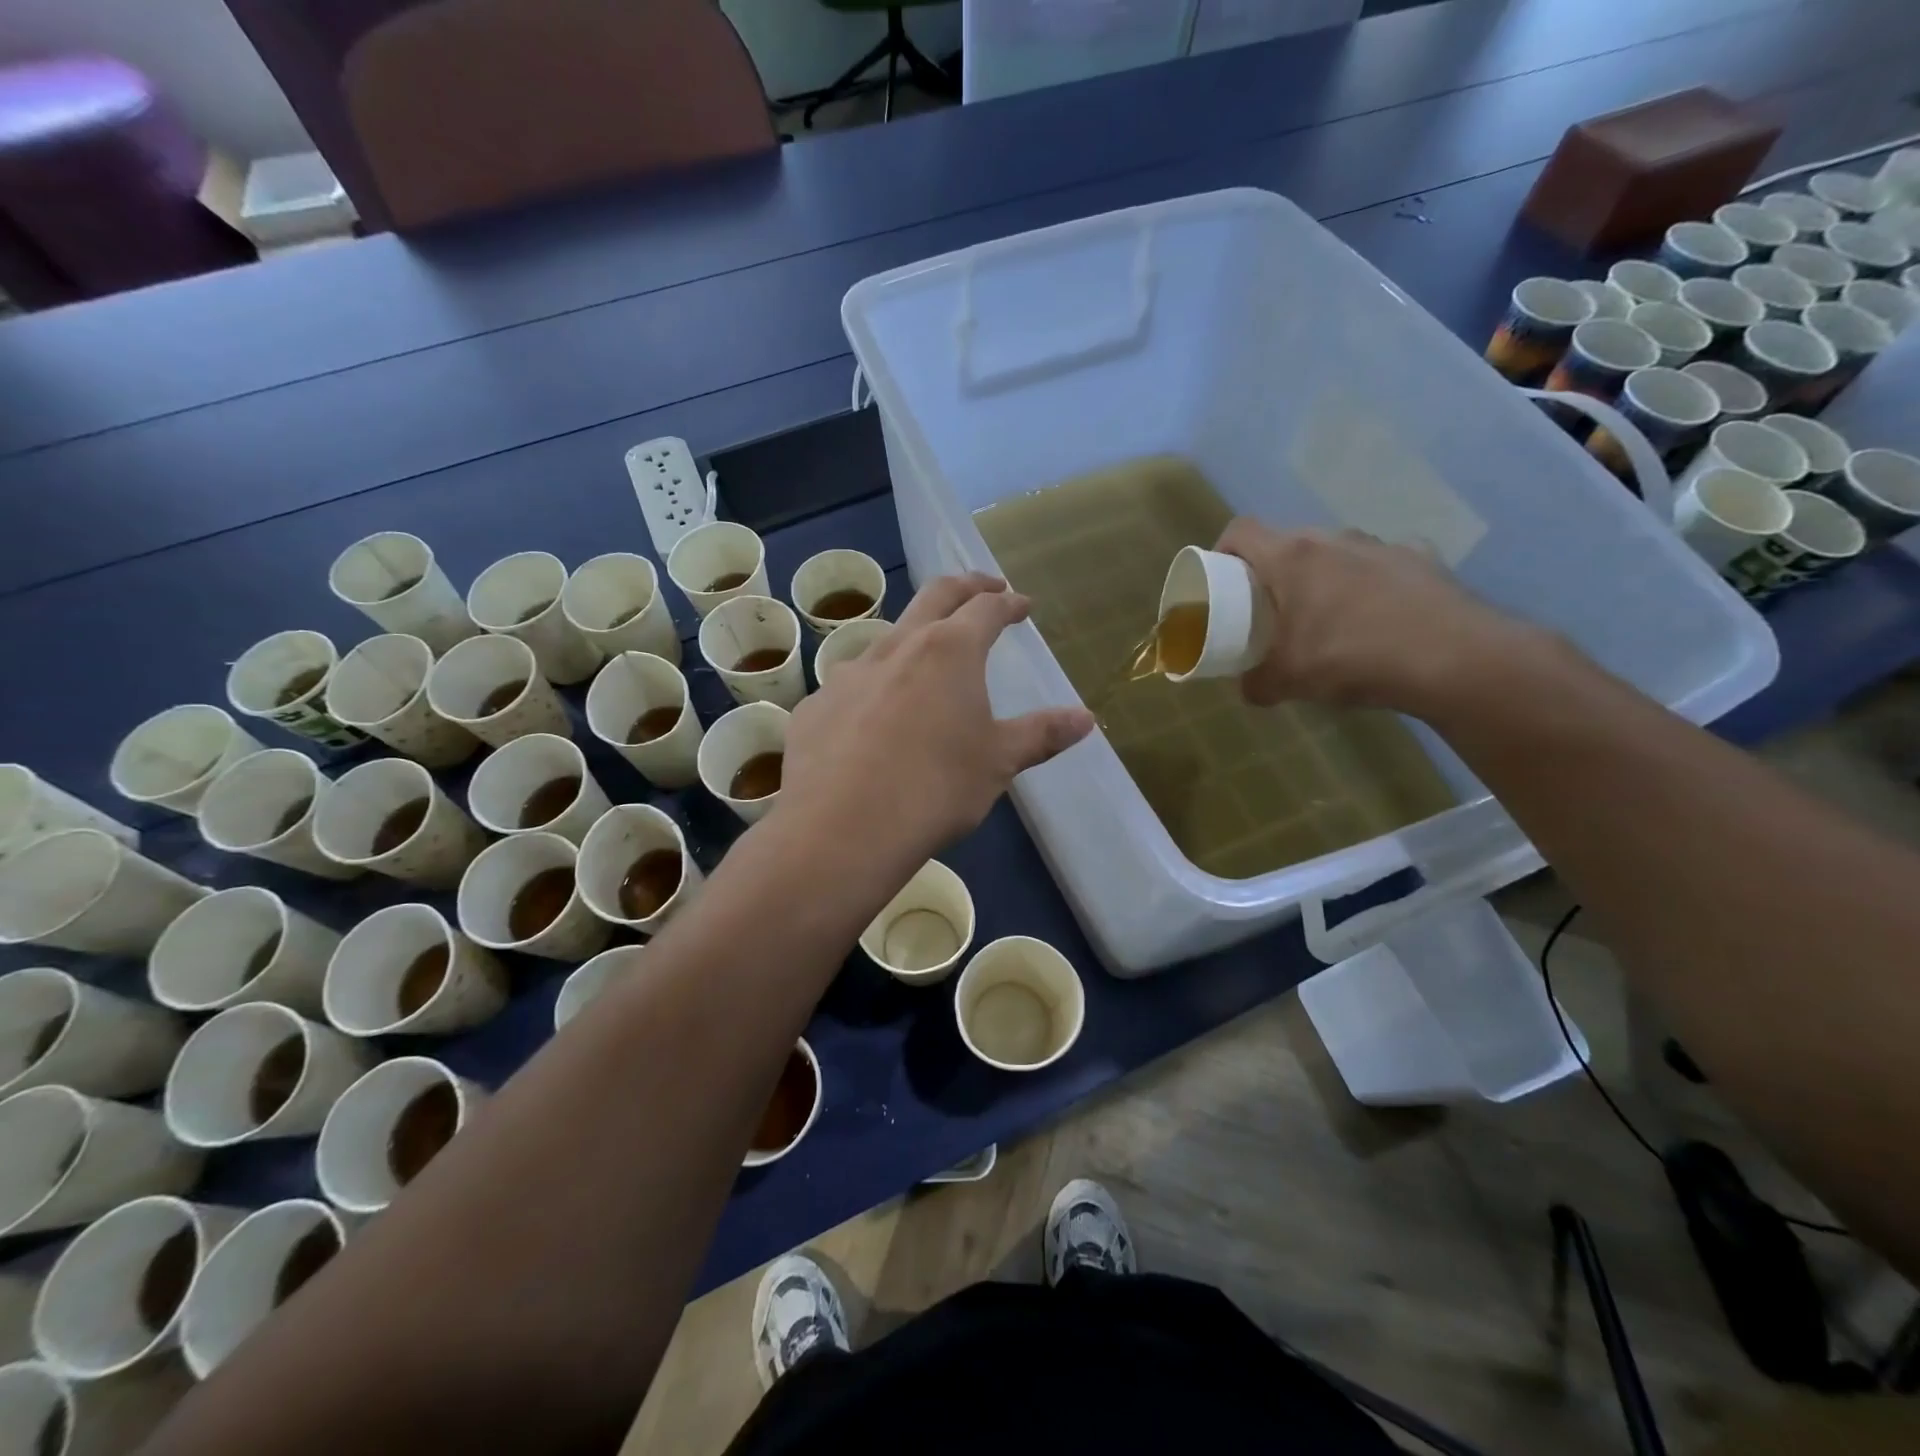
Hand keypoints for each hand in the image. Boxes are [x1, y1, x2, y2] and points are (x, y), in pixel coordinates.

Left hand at [778, 574, 1094, 861]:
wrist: (842, 829)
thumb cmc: (935, 788)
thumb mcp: (998, 762)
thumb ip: (1041, 734)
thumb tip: (1086, 717)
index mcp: (949, 651)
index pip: (986, 608)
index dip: (1008, 603)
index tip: (1021, 604)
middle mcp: (896, 647)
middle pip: (934, 597)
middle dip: (965, 587)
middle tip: (983, 587)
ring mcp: (848, 675)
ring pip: (886, 639)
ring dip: (913, 637)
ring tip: (925, 659)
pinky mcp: (816, 707)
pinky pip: (851, 687)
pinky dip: (873, 689)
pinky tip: (872, 721)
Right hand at [1216, 520, 1540, 715]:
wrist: (1451, 657)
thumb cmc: (1350, 657)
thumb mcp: (1288, 681)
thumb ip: (1257, 683)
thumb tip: (1249, 689)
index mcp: (1291, 557)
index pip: (1241, 530)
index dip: (1223, 548)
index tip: (1221, 576)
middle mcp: (1333, 539)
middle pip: (1288, 541)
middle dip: (1273, 570)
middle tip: (1270, 606)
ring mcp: (1380, 545)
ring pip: (1335, 551)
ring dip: (1322, 575)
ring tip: (1327, 615)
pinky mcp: (1420, 558)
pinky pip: (1380, 564)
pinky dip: (1369, 583)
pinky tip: (1377, 616)